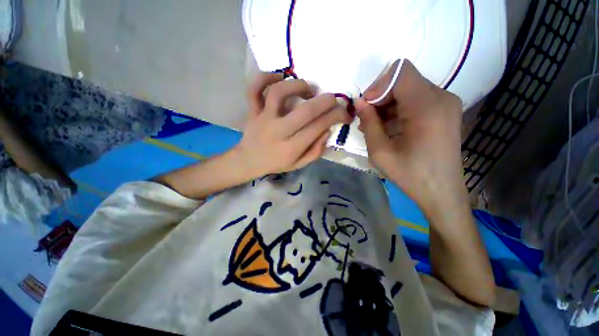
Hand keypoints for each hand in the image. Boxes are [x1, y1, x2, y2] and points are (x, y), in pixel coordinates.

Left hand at [234, 73, 351, 177]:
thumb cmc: (276, 163)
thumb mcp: (299, 164)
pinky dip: (265, 77)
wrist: (249, 160)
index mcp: (291, 148)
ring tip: (309, 90)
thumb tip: (328, 130)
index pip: (318, 127)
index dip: (336, 117)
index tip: (345, 113)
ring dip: (298, 86)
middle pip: (305, 110)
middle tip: (333, 99)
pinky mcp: (252, 110)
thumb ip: (316, 150)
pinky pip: (254, 89)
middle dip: (326, 101)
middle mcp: (278, 131)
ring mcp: (263, 118)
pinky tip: (279, 77)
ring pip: (279, 93)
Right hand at [356, 60, 465, 214]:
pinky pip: (417, 100)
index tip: (366, 108)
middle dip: (381, 98)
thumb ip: (368, 123)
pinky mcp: (446, 111)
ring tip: (376, 128)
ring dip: (388, 106)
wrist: (441, 191)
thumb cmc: (409, 174)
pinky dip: (399, 110)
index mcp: (427, 106)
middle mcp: (441, 97)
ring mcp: (446, 104)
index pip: (400, 72)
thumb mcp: (380, 151)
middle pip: (404, 81)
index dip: (378, 86)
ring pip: (409, 90)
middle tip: (367, 121)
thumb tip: (359, 102)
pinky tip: (390, 128)